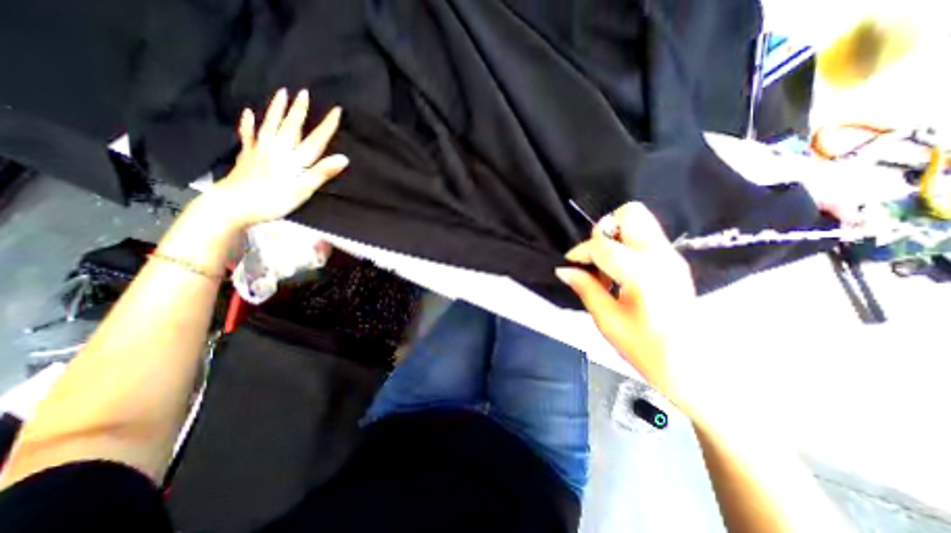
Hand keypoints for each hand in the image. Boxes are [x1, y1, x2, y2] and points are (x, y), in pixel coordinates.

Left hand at [202, 88, 347, 230]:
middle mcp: (278, 150)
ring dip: (277, 109)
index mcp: (294, 159)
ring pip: (271, 125)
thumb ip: (322, 173)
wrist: (233, 205)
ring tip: (282, 93)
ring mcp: (260, 150)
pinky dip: (248, 123)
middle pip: (291, 126)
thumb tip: (344, 158)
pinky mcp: (247, 155)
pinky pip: (248, 135)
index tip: (337, 110)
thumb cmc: (273, 200)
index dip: (327, 125)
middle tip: (304, 92)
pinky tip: (248, 114)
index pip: (315, 140)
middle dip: (300, 110)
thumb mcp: (303, 190)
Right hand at [554, 202, 696, 397]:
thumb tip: (564, 269)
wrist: (695, 369)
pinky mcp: (675, 261)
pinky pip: (645, 236)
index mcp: (644, 273)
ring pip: (640, 221)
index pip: (603, 245)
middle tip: (595, 258)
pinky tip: (620, 272)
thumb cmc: (647, 349)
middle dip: (604, 231)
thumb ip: (586, 288)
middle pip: (630, 214)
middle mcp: (661, 255)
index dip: (580, 252)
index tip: (570, 265)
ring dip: (615, 236)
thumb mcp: (608, 321)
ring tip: (606, 267)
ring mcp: (672, 256)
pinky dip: (626, 244)